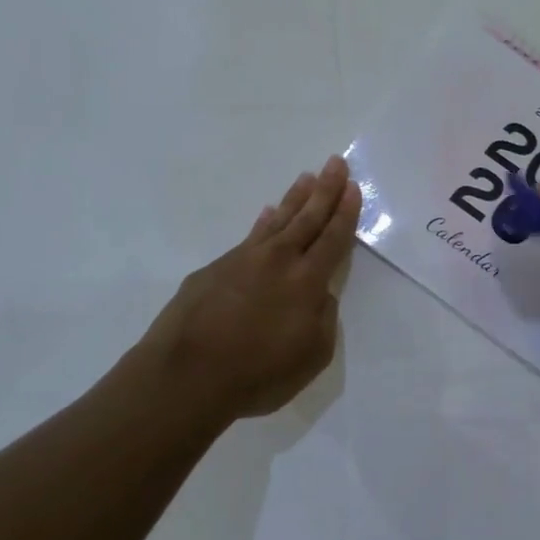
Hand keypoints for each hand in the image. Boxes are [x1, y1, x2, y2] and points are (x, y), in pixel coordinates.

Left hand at [140, 155, 361, 422]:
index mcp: (307, 281)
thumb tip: (320, 296)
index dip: (345, 213)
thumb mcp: (312, 356)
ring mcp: (242, 261)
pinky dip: (262, 223)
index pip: (333, 239)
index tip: (353, 188)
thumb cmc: (258, 373)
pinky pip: (248, 237)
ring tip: (306, 177)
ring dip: (294, 198)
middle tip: (335, 162)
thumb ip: (323, 320)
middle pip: (307, 218)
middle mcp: (278, 261)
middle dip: (325, 190)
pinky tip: (265, 214)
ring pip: (276, 221)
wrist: (185, 377)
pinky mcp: (214, 270)